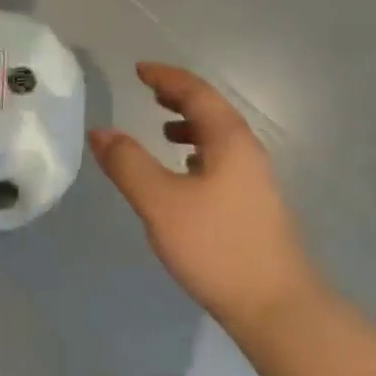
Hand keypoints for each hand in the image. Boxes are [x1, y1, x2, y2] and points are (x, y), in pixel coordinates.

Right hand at [91, 62, 324, 335]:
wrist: (275, 305)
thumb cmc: (216, 246)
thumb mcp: (161, 203)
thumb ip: (128, 164)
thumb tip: (100, 132)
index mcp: (229, 140)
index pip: (197, 93)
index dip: (167, 77)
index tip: (139, 70)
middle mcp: (247, 151)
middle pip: (211, 111)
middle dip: (179, 98)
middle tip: (149, 92)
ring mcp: (254, 180)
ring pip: (218, 138)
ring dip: (190, 126)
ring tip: (162, 131)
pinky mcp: (252, 205)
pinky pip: (221, 161)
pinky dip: (198, 154)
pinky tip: (184, 175)